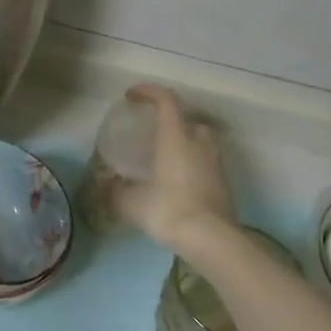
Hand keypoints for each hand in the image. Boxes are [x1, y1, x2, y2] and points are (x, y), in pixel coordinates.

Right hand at [111, 85, 237, 257]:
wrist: (211, 239)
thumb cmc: (168, 209)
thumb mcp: (131, 202)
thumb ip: (115, 191)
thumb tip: (106, 186)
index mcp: (175, 137)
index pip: (166, 100)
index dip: (148, 92)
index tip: (132, 96)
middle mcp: (199, 142)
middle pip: (188, 118)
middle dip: (171, 119)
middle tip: (152, 131)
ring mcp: (216, 162)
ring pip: (201, 140)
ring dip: (185, 141)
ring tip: (166, 156)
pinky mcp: (224, 183)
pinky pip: (207, 162)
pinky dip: (193, 163)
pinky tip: (179, 180)